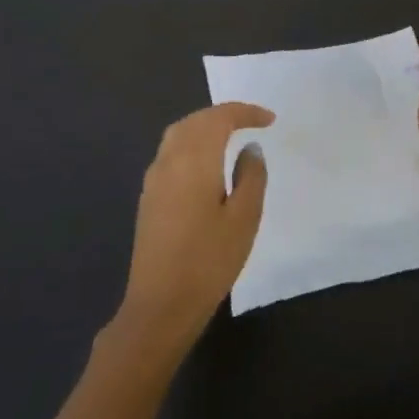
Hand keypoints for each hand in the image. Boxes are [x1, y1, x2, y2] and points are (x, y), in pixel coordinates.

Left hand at [112, 102, 271, 355]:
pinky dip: (191, 143)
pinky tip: (205, 162)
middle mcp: (169, 160)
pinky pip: (171, 152)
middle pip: (195, 120)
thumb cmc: (209, 260)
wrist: (160, 305)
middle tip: (251, 121)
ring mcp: (154, 178)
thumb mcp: (245, 218)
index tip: (269, 120)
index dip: (245, 112)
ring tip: (230, 135)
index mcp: (194, 159)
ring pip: (179, 134)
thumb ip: (251, 175)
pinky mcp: (148, 197)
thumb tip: (249, 149)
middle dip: (223, 114)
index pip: (219, 118)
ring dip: (204, 126)